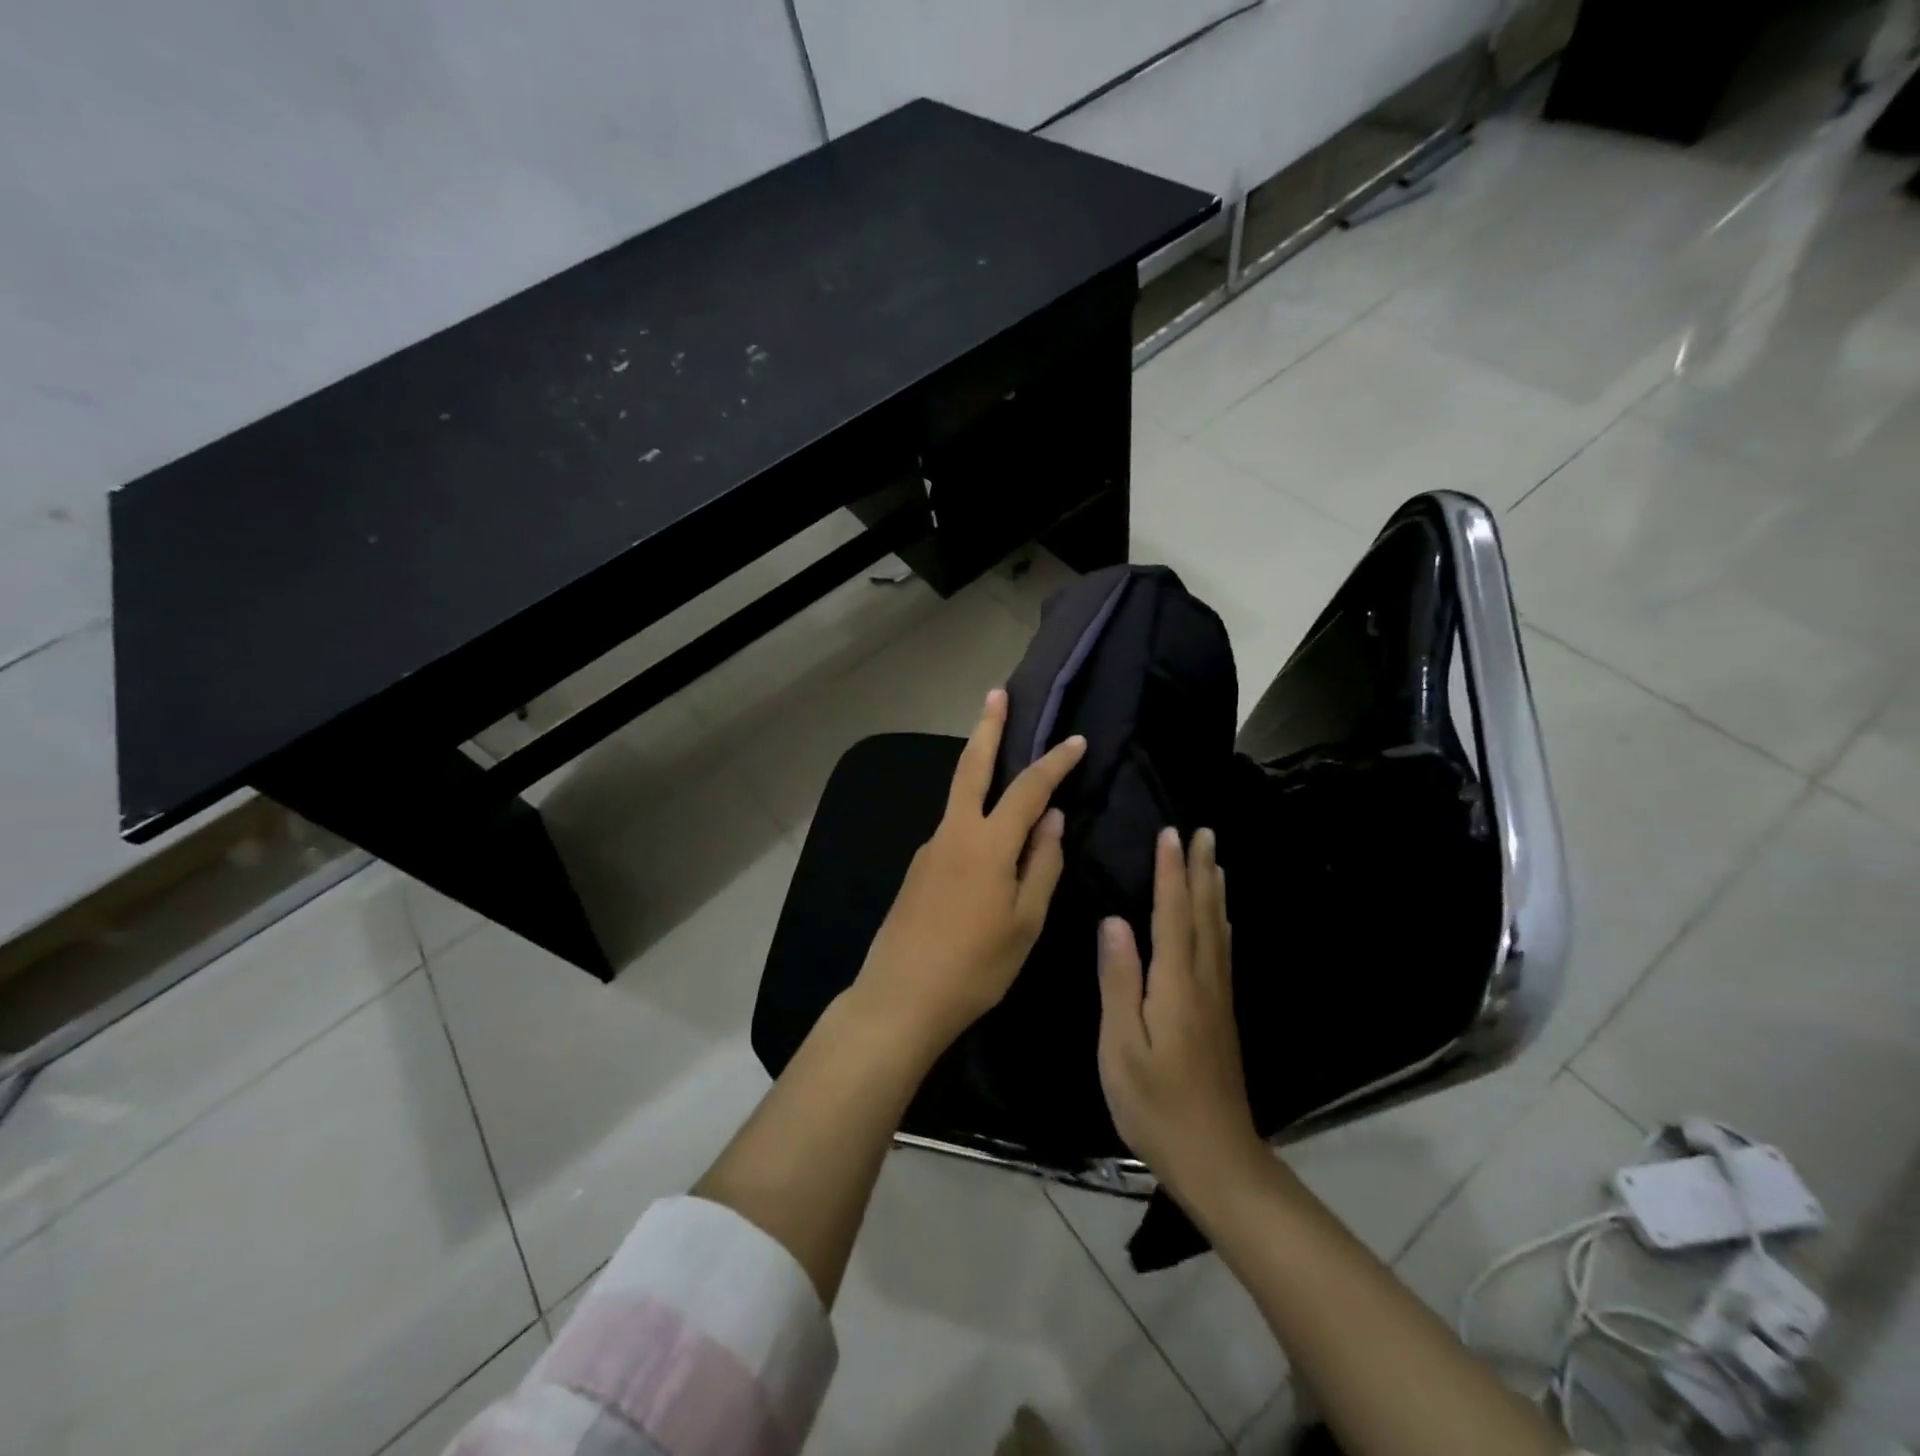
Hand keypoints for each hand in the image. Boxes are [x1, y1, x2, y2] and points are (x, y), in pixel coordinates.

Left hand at [850, 689, 1085, 1057]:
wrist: (900, 997)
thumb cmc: (974, 966)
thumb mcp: (1024, 922)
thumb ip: (1041, 864)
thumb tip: (1053, 819)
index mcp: (987, 843)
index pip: (1028, 789)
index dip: (1055, 762)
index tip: (1076, 740)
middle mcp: (954, 833)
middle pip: (972, 767)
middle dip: (987, 728)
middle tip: (995, 693)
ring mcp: (930, 848)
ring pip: (959, 796)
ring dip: (977, 765)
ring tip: (998, 750)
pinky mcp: (918, 868)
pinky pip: (954, 828)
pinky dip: (973, 813)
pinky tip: (986, 835)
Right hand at [1096, 826, 1265, 1201]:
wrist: (1216, 1159)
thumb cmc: (1156, 1104)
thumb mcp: (1121, 1045)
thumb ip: (1118, 980)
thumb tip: (1114, 921)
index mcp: (1175, 983)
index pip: (1172, 914)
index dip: (1170, 872)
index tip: (1170, 833)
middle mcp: (1203, 981)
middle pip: (1203, 914)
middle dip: (1201, 871)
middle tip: (1204, 832)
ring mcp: (1218, 1000)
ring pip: (1218, 931)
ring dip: (1215, 891)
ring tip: (1216, 862)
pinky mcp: (1222, 1017)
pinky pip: (1223, 953)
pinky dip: (1222, 925)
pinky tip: (1223, 921)